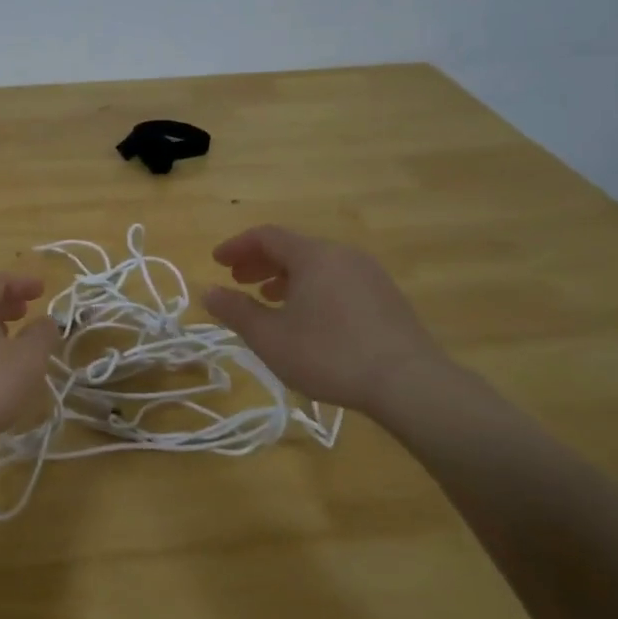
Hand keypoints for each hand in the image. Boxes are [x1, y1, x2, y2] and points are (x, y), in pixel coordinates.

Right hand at [203, 225, 449, 417]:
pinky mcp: (386, 297)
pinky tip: (308, 318)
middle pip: (293, 248)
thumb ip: (236, 311)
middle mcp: (342, 255)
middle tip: (237, 280)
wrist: (408, 382)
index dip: (237, 246)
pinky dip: (312, 288)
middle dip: (260, 262)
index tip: (216, 262)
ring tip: (268, 300)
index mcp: (313, 255)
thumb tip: (209, 292)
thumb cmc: (329, 354)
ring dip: (286, 277)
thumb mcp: (270, 337)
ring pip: (317, 265)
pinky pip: (338, 280)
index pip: (267, 236)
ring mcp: (369, 274)